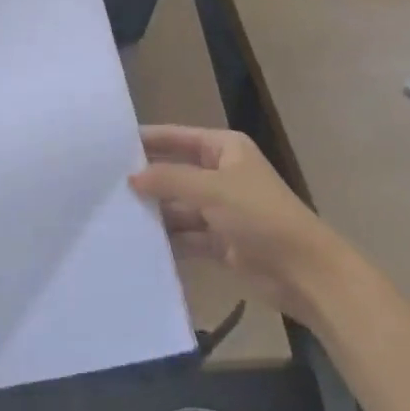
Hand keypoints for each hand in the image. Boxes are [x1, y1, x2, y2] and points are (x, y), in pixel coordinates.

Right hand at [130, 125, 334, 307]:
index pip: (177, 137)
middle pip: (175, 172)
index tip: (110, 144)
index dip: (147, 140)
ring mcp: (221, 210)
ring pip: (178, 206)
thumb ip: (169, 180)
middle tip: (104, 183)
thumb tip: (131, 176)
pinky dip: (168, 239)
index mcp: (224, 149)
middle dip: (146, 179)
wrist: (305, 273)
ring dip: (154, 211)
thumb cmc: (260, 216)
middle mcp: (221, 174)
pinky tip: (137, 242)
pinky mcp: (221, 242)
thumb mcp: (212, 190)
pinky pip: (187, 235)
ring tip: (113, 214)